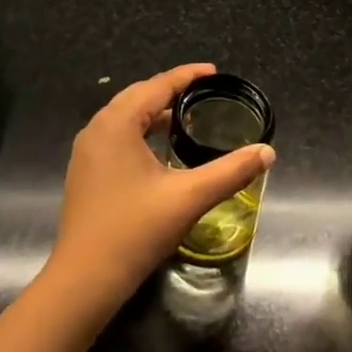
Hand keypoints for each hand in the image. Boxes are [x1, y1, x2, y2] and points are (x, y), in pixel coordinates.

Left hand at [43, 63, 274, 316]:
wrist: (84, 280)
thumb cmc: (135, 230)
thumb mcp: (188, 197)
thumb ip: (230, 171)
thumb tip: (267, 152)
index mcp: (117, 123)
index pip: (156, 86)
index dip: (187, 76)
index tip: (214, 72)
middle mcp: (96, 129)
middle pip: (137, 96)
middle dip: (170, 90)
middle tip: (203, 92)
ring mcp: (86, 152)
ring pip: (124, 117)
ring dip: (153, 112)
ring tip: (186, 117)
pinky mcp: (85, 172)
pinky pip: (116, 136)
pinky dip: (140, 131)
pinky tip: (159, 149)